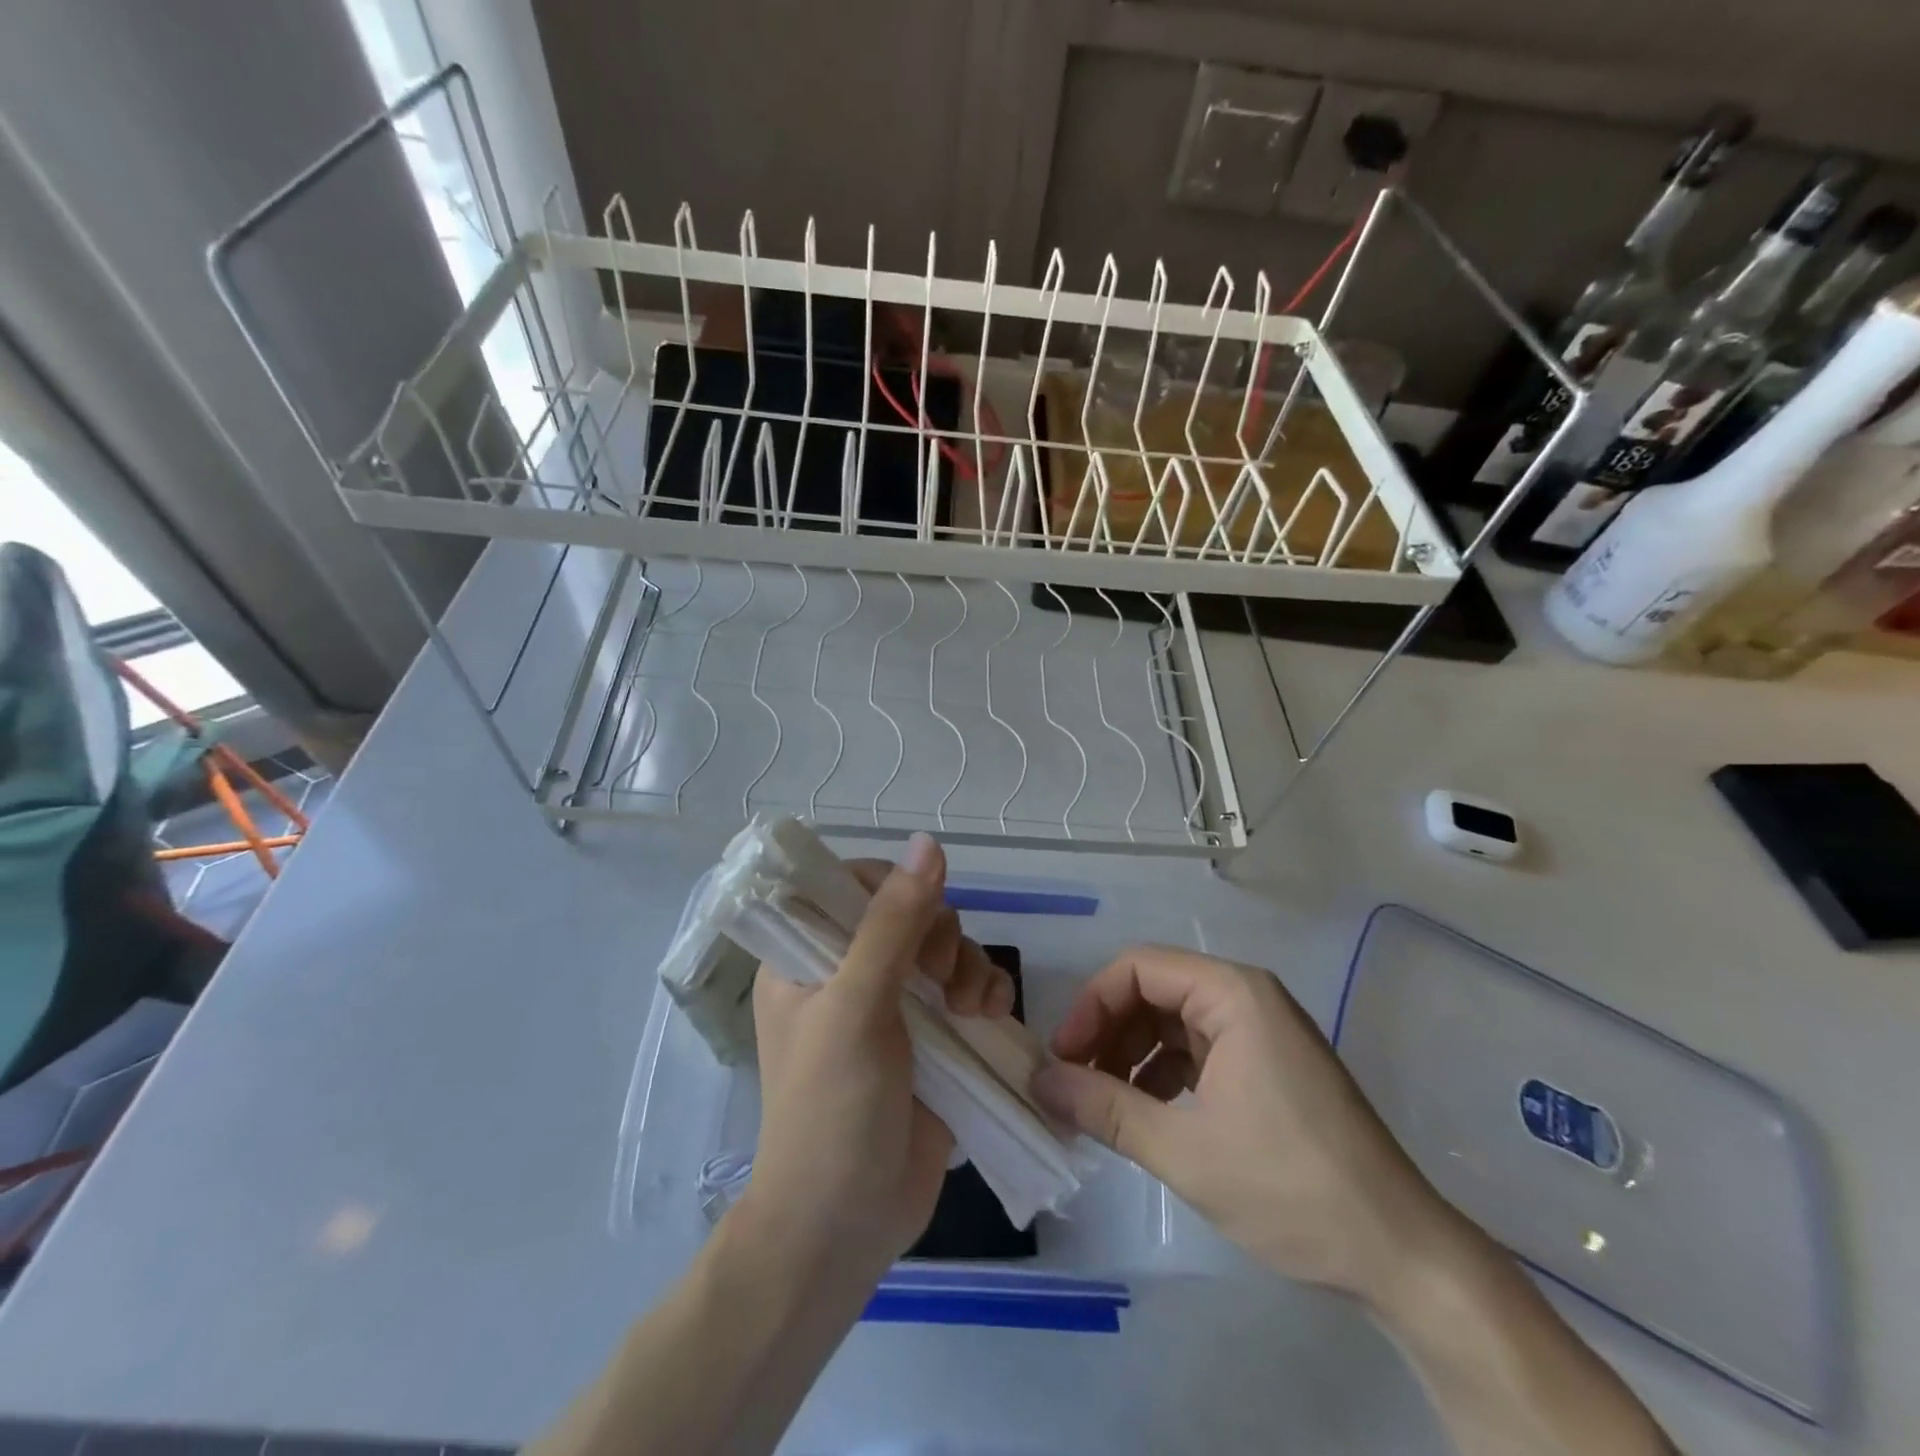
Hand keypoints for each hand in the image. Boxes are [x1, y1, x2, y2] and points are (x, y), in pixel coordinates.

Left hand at [743, 832, 1013, 1281]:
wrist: (845, 1228)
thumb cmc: (831, 1110)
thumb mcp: (856, 1007)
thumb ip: (893, 923)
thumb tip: (928, 842)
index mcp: (807, 957)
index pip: (851, 886)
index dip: (891, 887)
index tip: (913, 918)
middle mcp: (849, 972)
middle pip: (910, 912)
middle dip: (939, 934)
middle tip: (939, 977)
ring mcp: (894, 1005)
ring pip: (947, 948)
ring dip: (969, 966)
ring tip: (972, 1008)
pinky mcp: (933, 1038)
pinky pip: (970, 988)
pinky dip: (986, 992)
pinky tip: (991, 1017)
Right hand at [1031, 945, 1452, 1303]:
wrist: (1401, 1254)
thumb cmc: (1291, 1188)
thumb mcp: (1186, 1151)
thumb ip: (1105, 1109)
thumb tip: (1041, 1082)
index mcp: (1233, 994)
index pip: (1138, 969)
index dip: (1091, 1006)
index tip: (1062, 1057)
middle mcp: (1247, 997)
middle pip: (1154, 991)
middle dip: (1108, 1032)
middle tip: (1074, 1082)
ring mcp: (1261, 1032)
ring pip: (1173, 1022)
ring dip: (1131, 1056)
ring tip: (1101, 1104)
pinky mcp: (1268, 1066)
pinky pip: (1198, 1050)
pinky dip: (1163, 1074)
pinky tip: (1146, 1113)